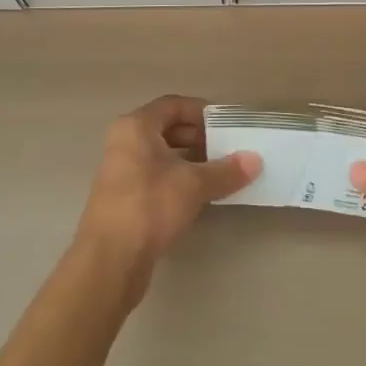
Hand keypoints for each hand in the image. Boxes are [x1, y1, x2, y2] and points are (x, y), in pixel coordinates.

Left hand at [73, 95, 260, 299]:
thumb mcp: (193, 185)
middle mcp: (124, 142)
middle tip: (227, 149)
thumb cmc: (150, 206)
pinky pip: (155, 176)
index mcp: (135, 127)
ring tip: (219, 172)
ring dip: (190, 160)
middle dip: (199, 137)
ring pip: (161, 154)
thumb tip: (256, 160)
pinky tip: (199, 195)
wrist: (110, 261)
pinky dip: (177, 179)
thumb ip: (226, 170)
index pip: (173, 105)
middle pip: (167, 128)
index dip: (201, 111)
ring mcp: (120, 171)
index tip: (227, 125)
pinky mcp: (123, 198)